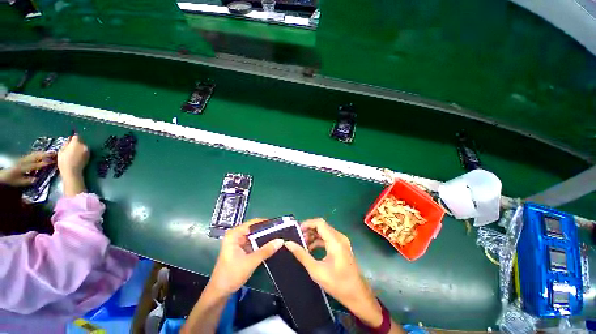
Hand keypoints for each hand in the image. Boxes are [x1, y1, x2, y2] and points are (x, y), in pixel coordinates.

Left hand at [0, 151, 55, 186]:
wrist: (3, 174)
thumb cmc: (11, 180)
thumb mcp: (19, 182)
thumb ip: (28, 181)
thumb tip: (37, 179)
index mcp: (22, 168)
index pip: (35, 165)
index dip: (43, 163)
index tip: (52, 162)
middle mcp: (23, 161)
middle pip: (35, 157)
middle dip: (45, 155)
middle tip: (54, 153)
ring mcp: (23, 158)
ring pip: (34, 154)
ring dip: (43, 153)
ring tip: (51, 152)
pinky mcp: (23, 157)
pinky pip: (32, 154)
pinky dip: (38, 153)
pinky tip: (42, 153)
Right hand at [57, 135, 88, 179]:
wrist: (72, 171)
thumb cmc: (64, 161)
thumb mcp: (61, 151)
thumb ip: (66, 145)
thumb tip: (68, 141)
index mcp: (76, 143)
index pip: (76, 136)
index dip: (73, 138)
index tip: (70, 140)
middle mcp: (84, 146)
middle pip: (81, 141)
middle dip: (76, 143)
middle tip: (71, 147)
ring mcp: (87, 151)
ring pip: (83, 146)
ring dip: (79, 147)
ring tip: (74, 152)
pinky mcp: (89, 156)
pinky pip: (85, 151)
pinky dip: (82, 151)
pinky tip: (77, 156)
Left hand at [208, 219, 283, 296]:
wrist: (219, 293)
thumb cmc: (231, 275)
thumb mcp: (250, 262)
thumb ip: (266, 250)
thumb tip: (281, 240)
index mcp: (234, 234)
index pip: (253, 223)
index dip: (266, 223)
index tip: (279, 225)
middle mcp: (236, 235)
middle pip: (254, 228)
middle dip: (267, 230)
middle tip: (281, 231)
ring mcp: (238, 242)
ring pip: (255, 236)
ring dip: (265, 237)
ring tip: (279, 237)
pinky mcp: (241, 249)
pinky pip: (254, 242)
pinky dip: (261, 243)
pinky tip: (271, 245)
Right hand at [285, 218, 383, 327]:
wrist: (358, 295)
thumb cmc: (337, 284)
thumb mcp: (316, 270)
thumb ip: (302, 255)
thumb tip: (288, 243)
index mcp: (335, 241)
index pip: (319, 223)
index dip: (307, 224)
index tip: (297, 231)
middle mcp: (339, 237)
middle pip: (322, 226)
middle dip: (309, 230)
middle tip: (298, 239)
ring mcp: (342, 241)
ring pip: (325, 231)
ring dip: (313, 235)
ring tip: (303, 244)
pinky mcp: (342, 246)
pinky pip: (328, 238)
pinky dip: (319, 240)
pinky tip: (311, 249)